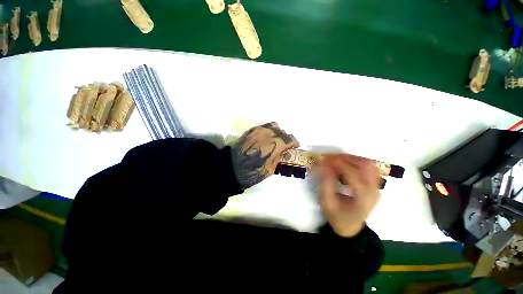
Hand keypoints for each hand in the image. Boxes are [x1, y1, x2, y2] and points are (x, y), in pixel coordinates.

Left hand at [231, 122, 299, 188]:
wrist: (230, 168)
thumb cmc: (251, 173)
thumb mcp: (269, 170)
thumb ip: (279, 157)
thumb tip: (285, 151)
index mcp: (273, 145)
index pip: (289, 139)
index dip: (294, 142)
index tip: (295, 146)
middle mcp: (267, 134)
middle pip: (282, 131)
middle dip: (285, 138)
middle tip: (284, 146)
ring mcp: (258, 130)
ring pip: (273, 126)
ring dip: (277, 133)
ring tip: (275, 140)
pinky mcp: (250, 130)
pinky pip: (264, 127)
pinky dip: (268, 131)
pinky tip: (266, 139)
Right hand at [318, 154, 380, 236]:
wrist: (350, 227)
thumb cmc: (336, 216)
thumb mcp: (326, 202)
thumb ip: (326, 183)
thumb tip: (325, 164)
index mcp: (362, 197)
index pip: (352, 173)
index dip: (338, 163)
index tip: (325, 158)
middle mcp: (373, 191)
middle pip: (365, 165)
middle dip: (346, 158)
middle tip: (330, 157)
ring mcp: (377, 188)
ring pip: (369, 164)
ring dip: (352, 158)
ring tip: (337, 159)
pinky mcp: (375, 186)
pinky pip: (370, 168)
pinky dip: (358, 162)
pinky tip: (346, 164)